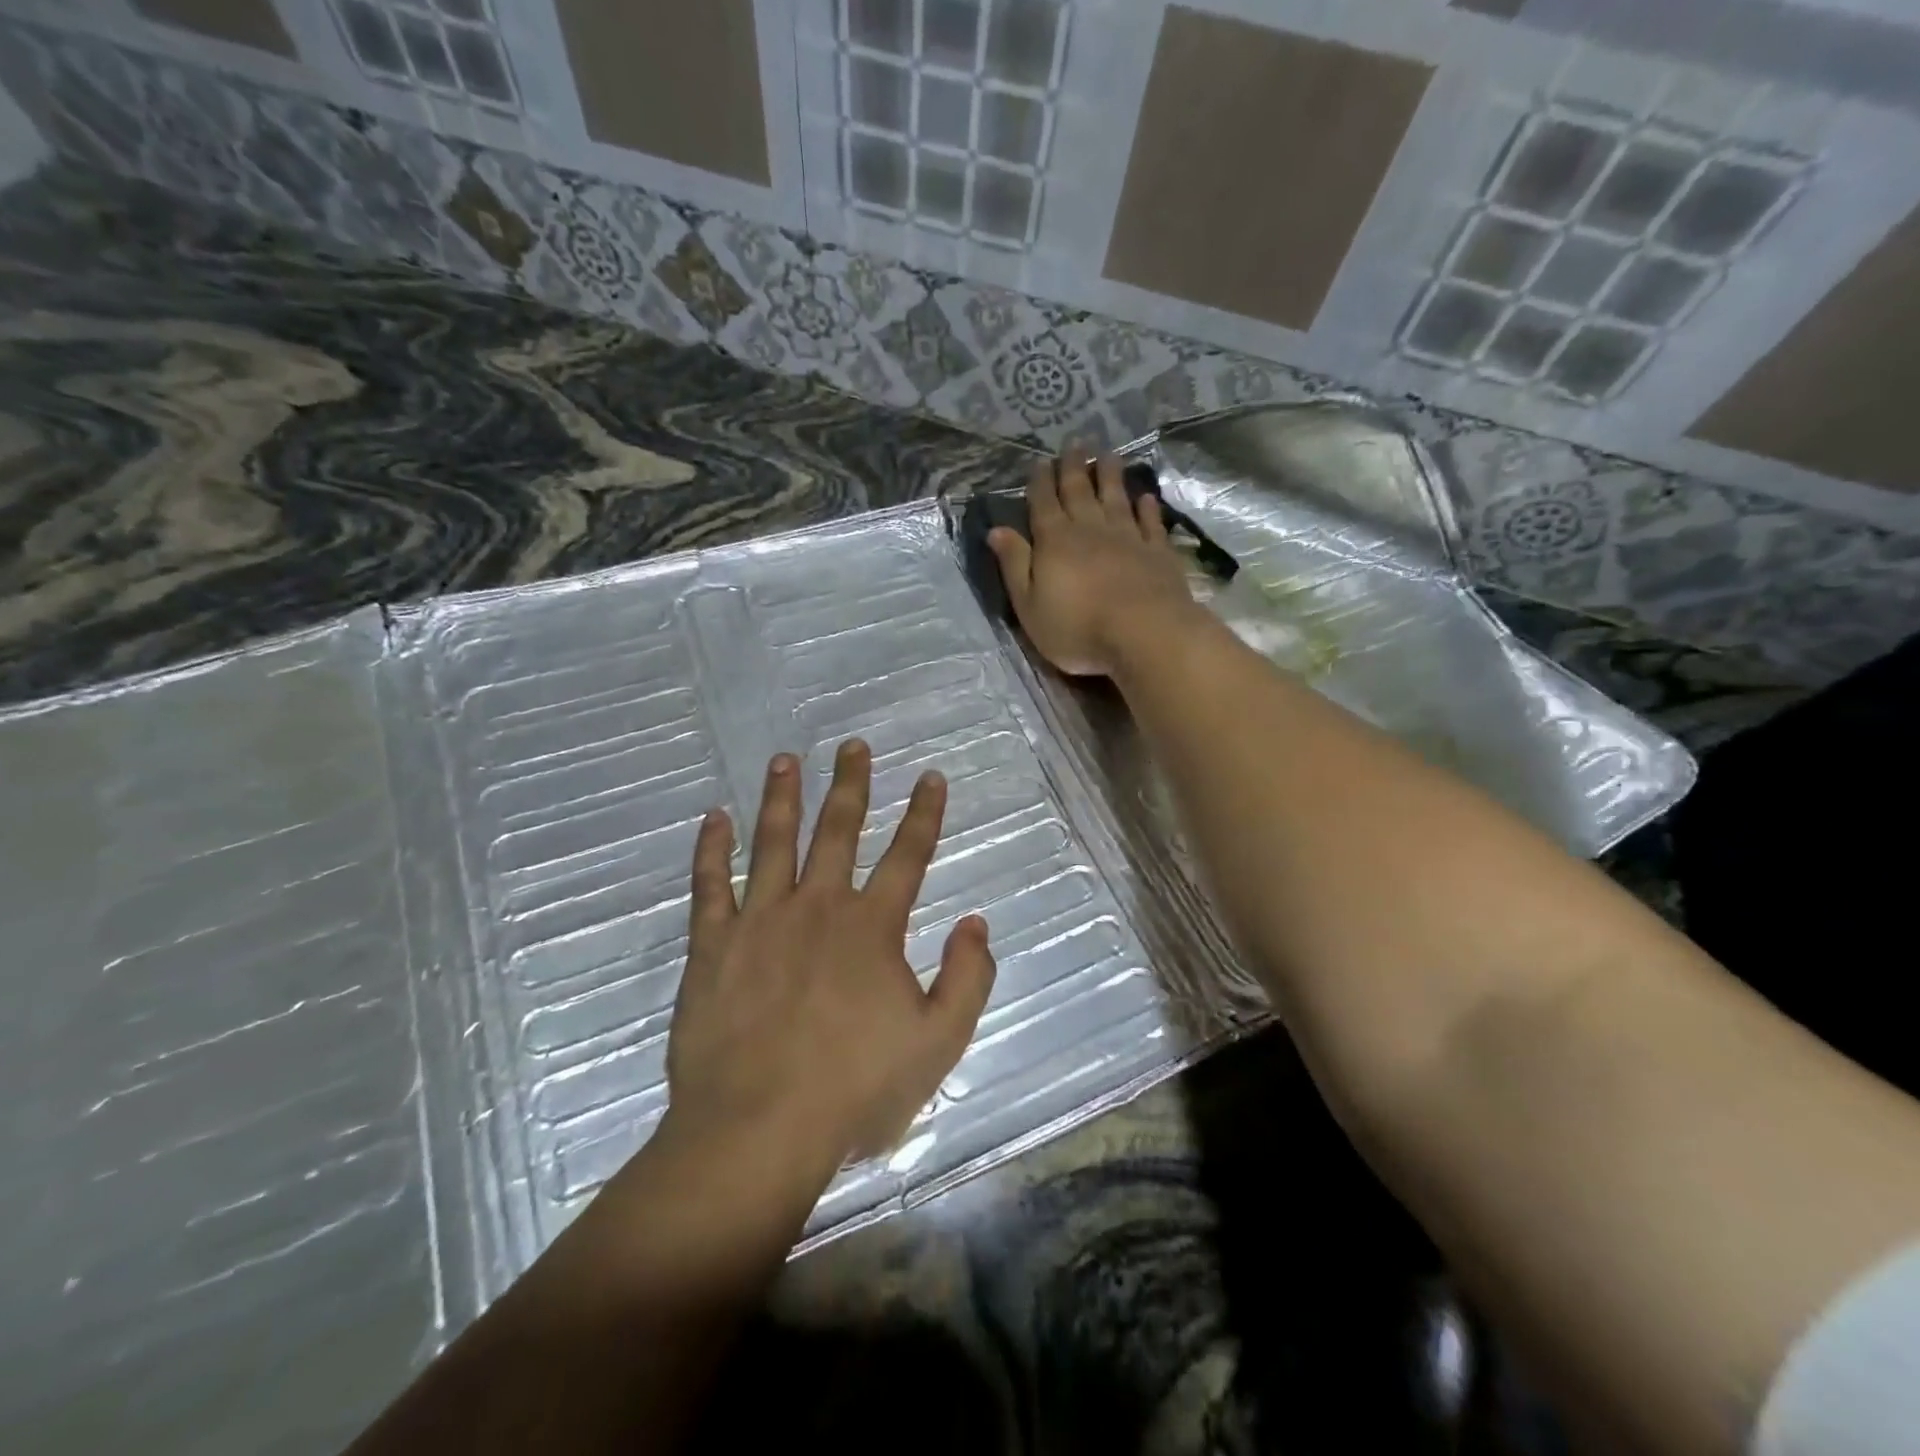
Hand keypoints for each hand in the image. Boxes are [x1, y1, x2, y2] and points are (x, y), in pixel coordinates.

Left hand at [665, 740, 997, 1176]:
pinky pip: (710, 883)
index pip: (908, 855)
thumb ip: (967, 978)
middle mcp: (819, 906)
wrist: (759, 1128)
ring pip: (773, 842)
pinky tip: (713, 817)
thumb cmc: (854, 1089)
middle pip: (838, 830)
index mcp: (873, 927)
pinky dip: (711, 848)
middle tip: (852, 745)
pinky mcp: (713, 943)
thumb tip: (975, 922)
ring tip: (785, 759)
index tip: (930, 776)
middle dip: (850, 784)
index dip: (924, 813)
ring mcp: (761, 919)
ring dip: (782, 797)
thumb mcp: (939, 1042)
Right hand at [987, 455, 1195, 676]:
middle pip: (1079, 491)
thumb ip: (1014, 565)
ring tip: (1108, 453)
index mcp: (1055, 541)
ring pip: (1116, 497)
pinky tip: (1145, 497)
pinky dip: (1147, 507)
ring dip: (1110, 475)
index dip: (1040, 482)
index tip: (1040, 462)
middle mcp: (1090, 529)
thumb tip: (996, 530)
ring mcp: (1127, 537)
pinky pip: (1150, 522)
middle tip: (1075, 442)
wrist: (1142, 633)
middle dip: (1074, 467)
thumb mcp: (1029, 604)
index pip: (1043, 504)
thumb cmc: (1077, 627)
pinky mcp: (1157, 551)